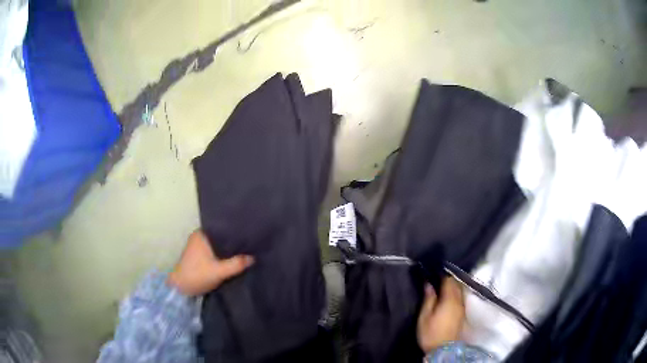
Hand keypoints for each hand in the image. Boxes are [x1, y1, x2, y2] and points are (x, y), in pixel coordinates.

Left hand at [167, 230, 253, 296]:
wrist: (181, 289)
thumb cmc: (197, 275)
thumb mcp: (219, 271)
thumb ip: (236, 264)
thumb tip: (253, 257)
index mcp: (201, 234)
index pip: (222, 227)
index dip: (235, 231)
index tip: (249, 234)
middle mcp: (199, 236)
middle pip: (221, 236)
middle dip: (233, 241)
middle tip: (250, 243)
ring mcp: (198, 246)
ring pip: (218, 244)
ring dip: (228, 249)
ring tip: (245, 250)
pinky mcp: (199, 255)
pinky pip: (215, 250)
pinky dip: (223, 254)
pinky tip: (234, 258)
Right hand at [417, 276, 464, 353]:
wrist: (443, 349)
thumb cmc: (431, 333)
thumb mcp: (424, 317)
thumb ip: (428, 299)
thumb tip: (428, 284)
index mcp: (449, 300)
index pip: (449, 281)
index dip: (442, 275)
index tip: (434, 273)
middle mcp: (459, 301)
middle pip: (457, 284)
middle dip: (449, 279)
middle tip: (438, 278)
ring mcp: (462, 308)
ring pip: (460, 291)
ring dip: (453, 286)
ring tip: (443, 287)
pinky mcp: (462, 314)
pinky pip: (461, 298)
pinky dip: (456, 294)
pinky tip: (449, 297)